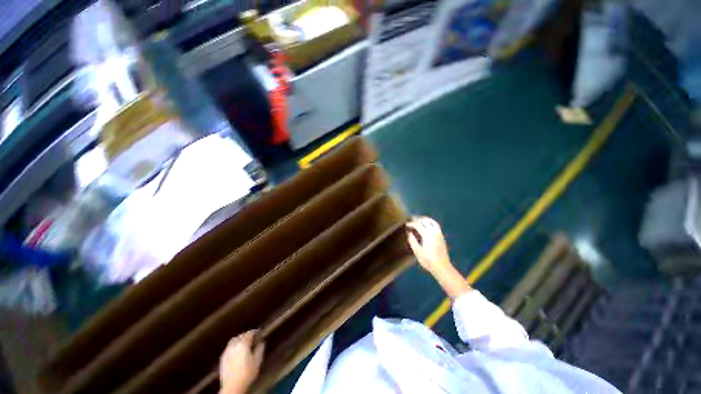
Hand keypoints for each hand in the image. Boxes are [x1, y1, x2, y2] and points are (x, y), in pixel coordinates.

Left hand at [219, 330, 264, 393]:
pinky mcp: (222, 358)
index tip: (259, 332)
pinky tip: (236, 351)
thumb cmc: (247, 374)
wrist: (232, 387)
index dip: (255, 331)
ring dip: (239, 339)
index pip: (250, 333)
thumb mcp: (257, 361)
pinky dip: (234, 345)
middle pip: (241, 335)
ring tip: (244, 343)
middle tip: (253, 337)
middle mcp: (234, 345)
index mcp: (243, 344)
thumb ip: (260, 349)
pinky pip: (229, 347)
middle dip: (247, 335)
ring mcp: (227, 351)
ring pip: (234, 340)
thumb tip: (261, 342)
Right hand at [407, 217, 471, 297]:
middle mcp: (434, 232)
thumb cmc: (427, 260)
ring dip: (424, 219)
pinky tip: (426, 226)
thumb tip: (409, 232)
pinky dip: (430, 222)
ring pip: (432, 221)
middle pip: (425, 221)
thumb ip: (412, 240)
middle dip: (417, 220)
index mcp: (427, 235)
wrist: (442, 267)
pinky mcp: (442, 236)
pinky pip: (436, 225)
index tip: (406, 224)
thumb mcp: (417, 251)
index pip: (418, 225)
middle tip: (411, 221)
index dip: (411, 224)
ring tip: (419, 221)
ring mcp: (439, 233)